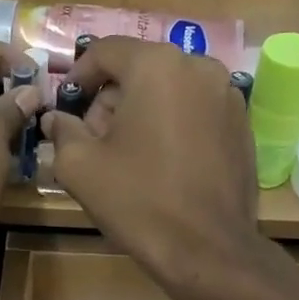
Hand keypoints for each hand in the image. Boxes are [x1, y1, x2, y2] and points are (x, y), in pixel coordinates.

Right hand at [40, 37, 262, 292]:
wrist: (207, 249)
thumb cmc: (138, 201)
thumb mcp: (79, 166)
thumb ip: (62, 131)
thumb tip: (56, 119)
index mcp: (157, 65)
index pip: (106, 50)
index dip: (78, 76)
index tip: (65, 106)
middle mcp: (199, 66)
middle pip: (140, 68)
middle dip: (111, 98)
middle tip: (92, 138)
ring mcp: (227, 95)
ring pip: (170, 88)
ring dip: (142, 111)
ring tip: (126, 154)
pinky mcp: (242, 124)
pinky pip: (195, 110)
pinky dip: (172, 124)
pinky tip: (161, 163)